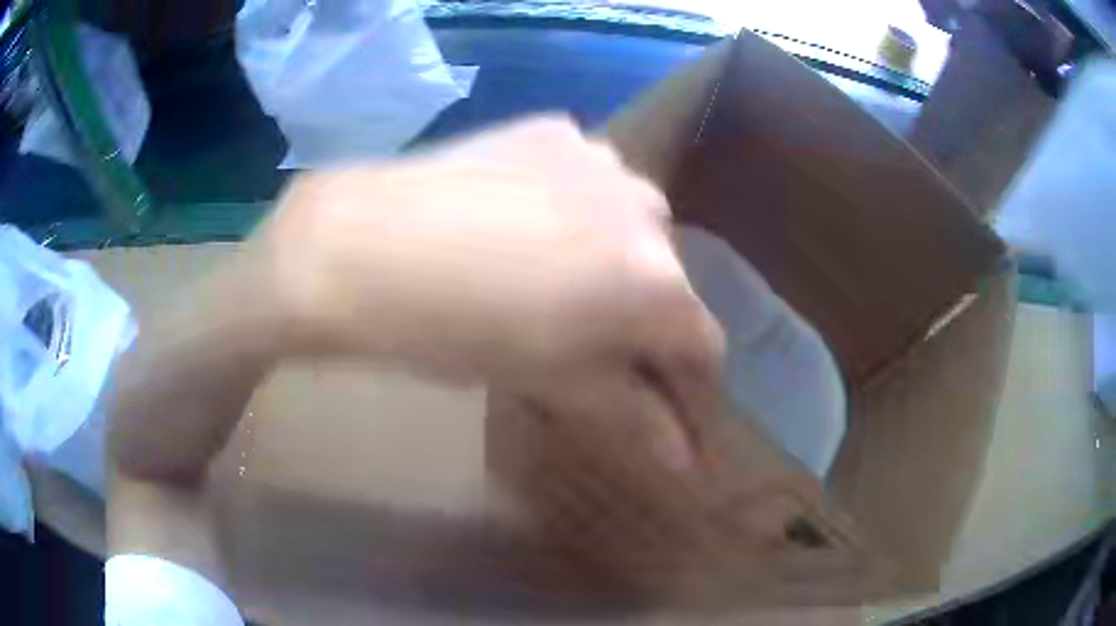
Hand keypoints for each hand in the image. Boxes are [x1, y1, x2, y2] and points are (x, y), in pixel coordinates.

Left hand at [250, 116, 723, 464]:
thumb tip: (684, 457)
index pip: (703, 344)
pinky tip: (523, 215)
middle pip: (668, 279)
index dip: (687, 378)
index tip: (666, 395)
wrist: (360, 245)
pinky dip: (574, 200)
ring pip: (632, 221)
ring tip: (550, 267)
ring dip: (611, 250)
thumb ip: (630, 414)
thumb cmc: (454, 332)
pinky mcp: (553, 129)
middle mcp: (648, 211)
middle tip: (586, 332)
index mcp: (655, 283)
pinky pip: (588, 175)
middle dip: (642, 313)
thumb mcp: (550, 381)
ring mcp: (600, 158)